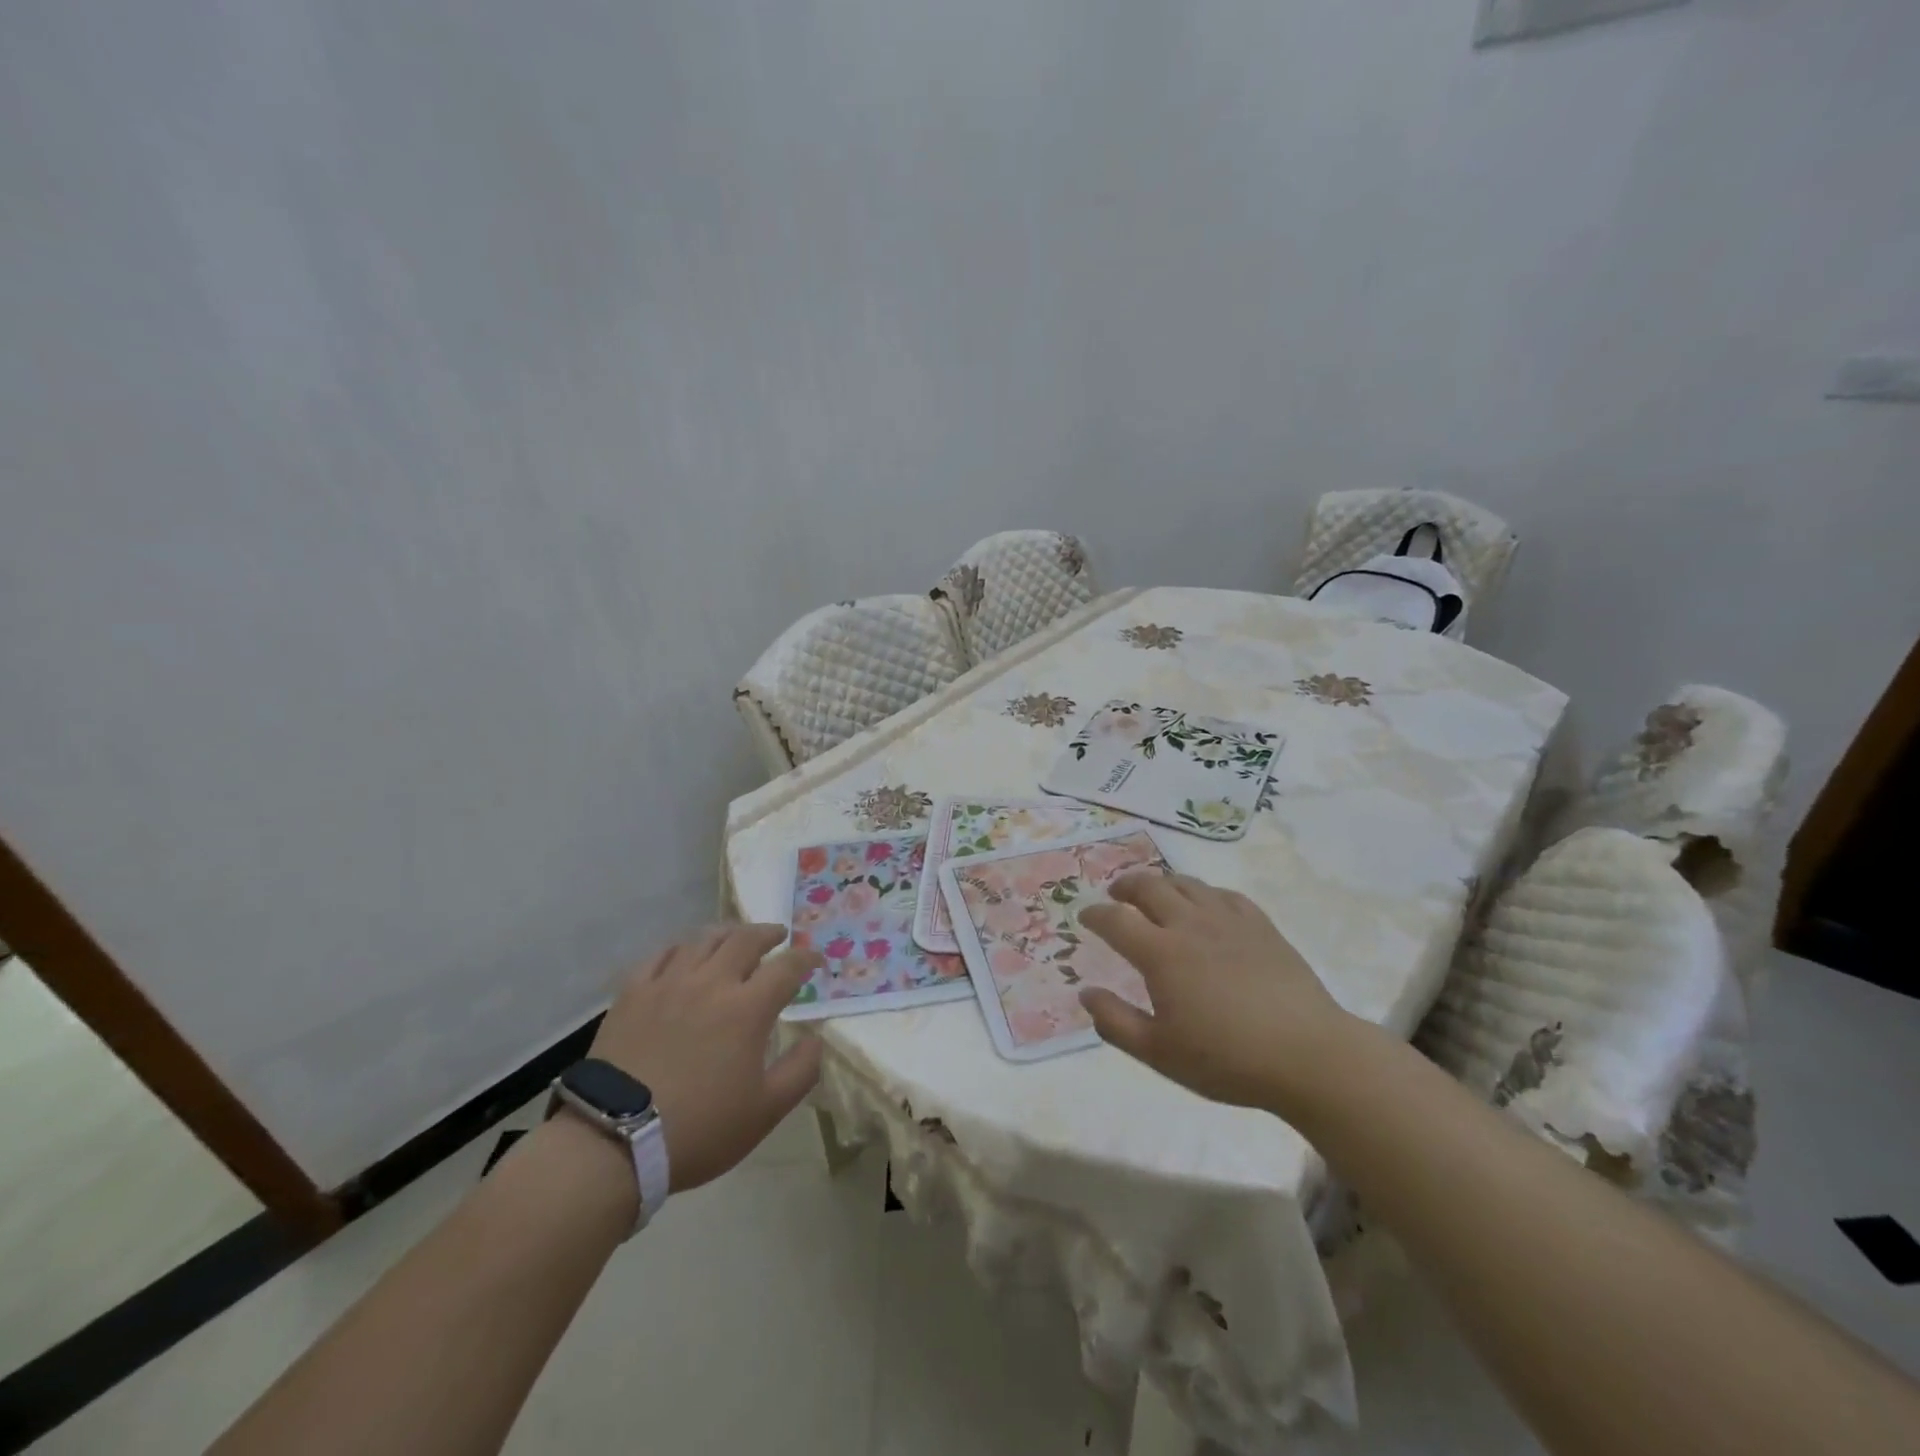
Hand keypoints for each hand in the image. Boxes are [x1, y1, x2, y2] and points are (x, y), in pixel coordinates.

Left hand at [588, 924, 823, 1192]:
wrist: (613, 1141)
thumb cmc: (698, 1128)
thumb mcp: (765, 1112)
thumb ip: (800, 1071)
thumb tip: (815, 1040)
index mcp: (748, 1008)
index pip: (787, 967)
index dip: (806, 958)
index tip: (815, 960)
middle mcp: (711, 983)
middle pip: (745, 940)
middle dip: (768, 933)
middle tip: (777, 936)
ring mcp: (668, 983)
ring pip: (703, 940)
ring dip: (726, 934)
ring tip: (734, 939)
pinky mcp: (632, 993)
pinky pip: (659, 955)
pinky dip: (679, 948)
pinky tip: (683, 954)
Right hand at [1078, 872, 1356, 1114]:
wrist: (1308, 1055)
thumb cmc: (1228, 1059)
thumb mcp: (1159, 1053)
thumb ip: (1116, 1022)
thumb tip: (1086, 993)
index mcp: (1161, 953)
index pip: (1116, 920)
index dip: (1095, 914)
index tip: (1085, 916)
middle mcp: (1190, 924)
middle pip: (1149, 887)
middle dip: (1125, 886)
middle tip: (1116, 894)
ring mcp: (1228, 920)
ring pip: (1187, 883)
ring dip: (1162, 883)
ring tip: (1155, 893)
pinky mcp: (1261, 925)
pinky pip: (1224, 894)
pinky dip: (1204, 893)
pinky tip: (1205, 905)